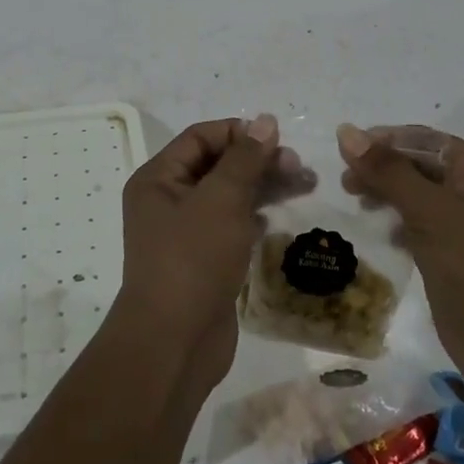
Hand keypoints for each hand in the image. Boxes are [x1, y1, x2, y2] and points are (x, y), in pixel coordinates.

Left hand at [115, 115, 314, 389]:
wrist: (174, 343)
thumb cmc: (193, 259)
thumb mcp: (221, 200)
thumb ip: (245, 158)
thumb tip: (264, 121)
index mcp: (158, 178)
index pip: (200, 137)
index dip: (239, 133)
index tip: (279, 139)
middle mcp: (166, 200)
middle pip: (217, 165)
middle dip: (258, 161)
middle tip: (299, 167)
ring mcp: (184, 233)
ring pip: (228, 196)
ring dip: (263, 187)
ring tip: (305, 186)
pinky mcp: (202, 261)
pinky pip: (230, 226)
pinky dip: (254, 217)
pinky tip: (277, 218)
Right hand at [336, 123, 463, 388]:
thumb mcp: (431, 212)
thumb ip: (387, 171)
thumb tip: (346, 131)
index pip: (424, 140)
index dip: (383, 141)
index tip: (343, 152)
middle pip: (420, 165)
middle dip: (382, 169)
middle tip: (346, 184)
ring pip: (419, 196)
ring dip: (387, 195)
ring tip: (358, 204)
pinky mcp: (459, 257)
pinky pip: (422, 226)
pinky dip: (399, 224)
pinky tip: (384, 235)